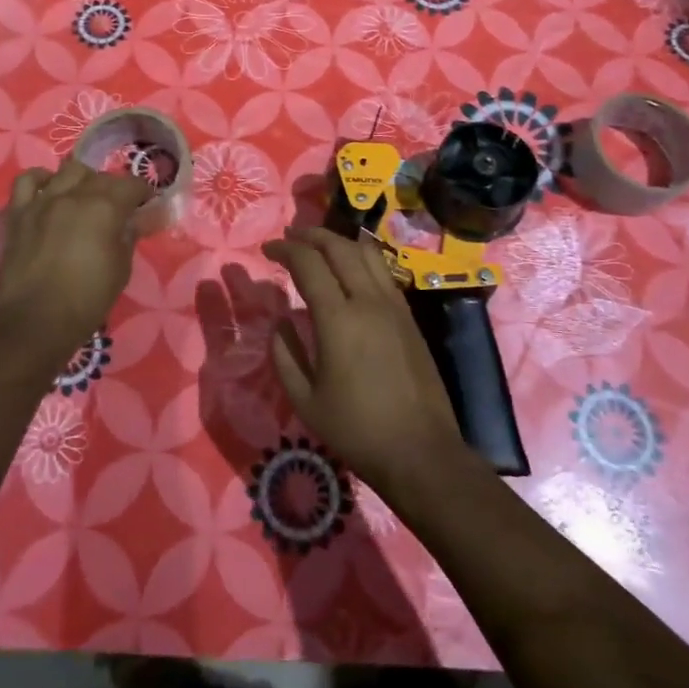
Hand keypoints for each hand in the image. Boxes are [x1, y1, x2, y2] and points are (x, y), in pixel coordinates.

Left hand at [0, 158, 151, 359]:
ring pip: (67, 171)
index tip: (146, 203)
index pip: (131, 184)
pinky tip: (49, 191)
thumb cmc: (87, 299)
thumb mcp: (121, 269)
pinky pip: (27, 181)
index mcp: (105, 208)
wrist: (35, 321)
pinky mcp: (18, 213)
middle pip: (100, 176)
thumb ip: (129, 236)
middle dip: (114, 187)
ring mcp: (43, 201)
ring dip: (82, 180)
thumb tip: (136, 220)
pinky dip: (41, 180)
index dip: (143, 192)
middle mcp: (74, 195)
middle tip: (118, 207)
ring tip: (84, 196)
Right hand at [261, 227, 465, 493]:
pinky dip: (361, 257)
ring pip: (366, 253)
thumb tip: (280, 321)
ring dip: (339, 240)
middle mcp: (368, 300)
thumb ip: (285, 355)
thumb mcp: (305, 400)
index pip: (308, 263)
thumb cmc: (357, 430)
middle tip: (290, 237)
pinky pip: (383, 271)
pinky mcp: (409, 316)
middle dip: (311, 235)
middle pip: (339, 247)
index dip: (285, 249)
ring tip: (319, 244)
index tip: (267, 250)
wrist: (421, 452)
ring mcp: (394, 305)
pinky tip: (351, 269)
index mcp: (338, 319)